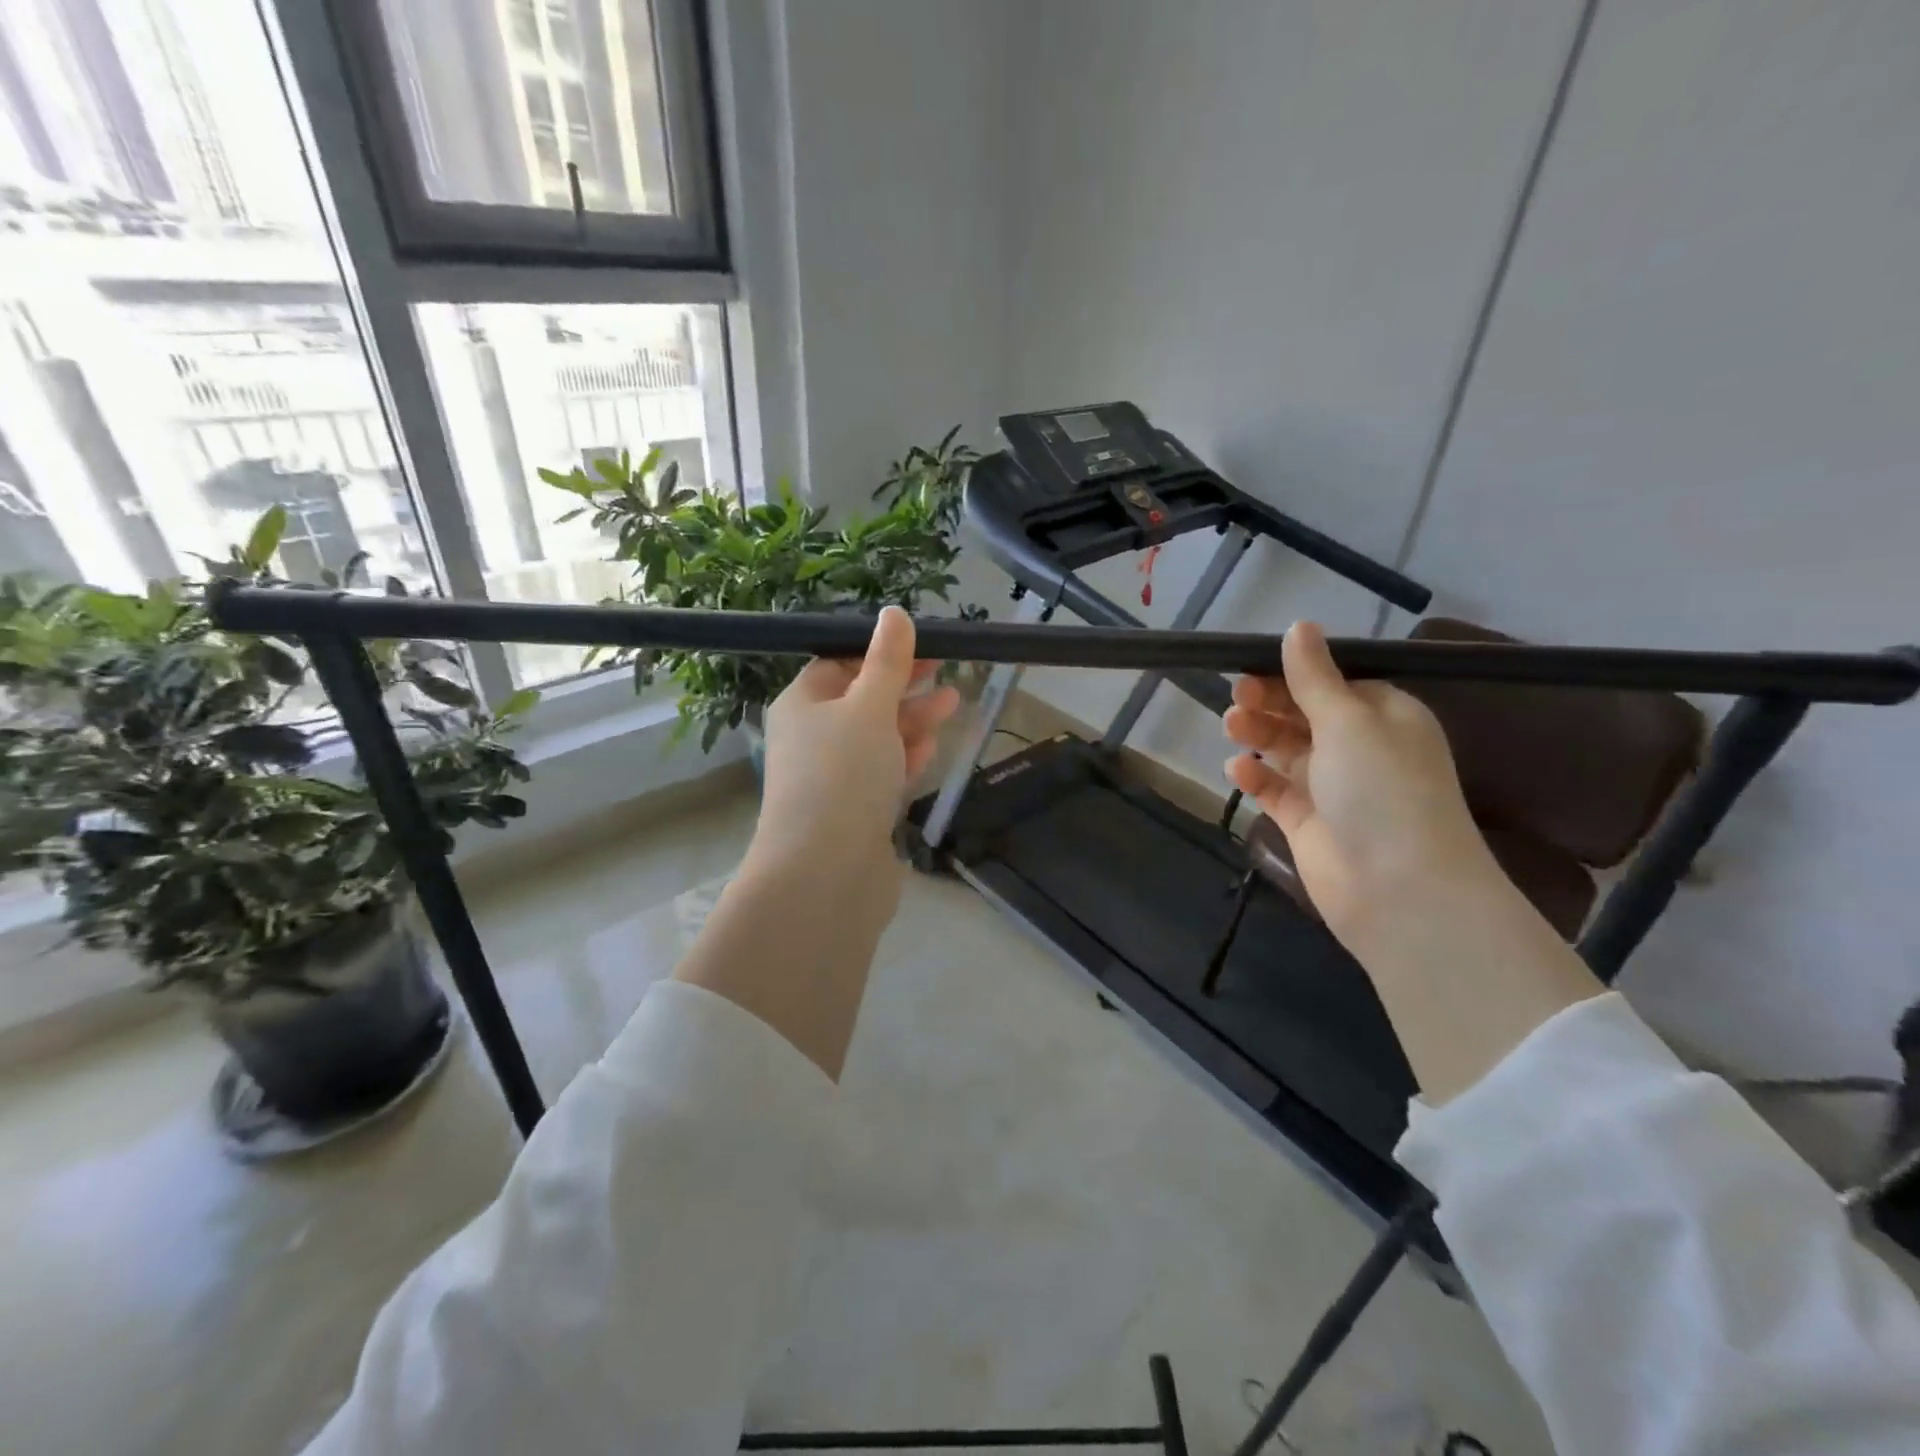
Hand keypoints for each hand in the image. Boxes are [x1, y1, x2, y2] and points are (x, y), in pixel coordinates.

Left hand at [751, 606, 959, 888]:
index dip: (880, 653)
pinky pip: (881, 775)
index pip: (839, 665)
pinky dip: (904, 759)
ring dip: (911, 721)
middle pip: (862, 701)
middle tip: (946, 672)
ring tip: (952, 705)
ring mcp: (832, 779)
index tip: (924, 647)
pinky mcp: (853, 813)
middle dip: (904, 687)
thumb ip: (888, 662)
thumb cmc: (843, 775)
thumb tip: (894, 613)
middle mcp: (812, 738)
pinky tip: (930, 750)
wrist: (826, 872)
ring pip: (876, 739)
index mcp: (802, 704)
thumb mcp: (869, 706)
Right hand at [1224, 621, 1601, 1102]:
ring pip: (1286, 750)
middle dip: (1270, 702)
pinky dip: (1256, 778)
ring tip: (1231, 727)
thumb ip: (1315, 676)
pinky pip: (1276, 790)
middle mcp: (1360, 748)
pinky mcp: (1308, 822)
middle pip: (1304, 713)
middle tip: (1237, 698)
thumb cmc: (1382, 789)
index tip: (1252, 665)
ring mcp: (1333, 788)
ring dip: (1259, 735)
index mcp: (1384, 716)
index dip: (1293, 672)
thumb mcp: (1350, 720)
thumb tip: (1299, 626)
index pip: (1333, 682)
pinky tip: (1237, 770)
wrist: (1399, 889)